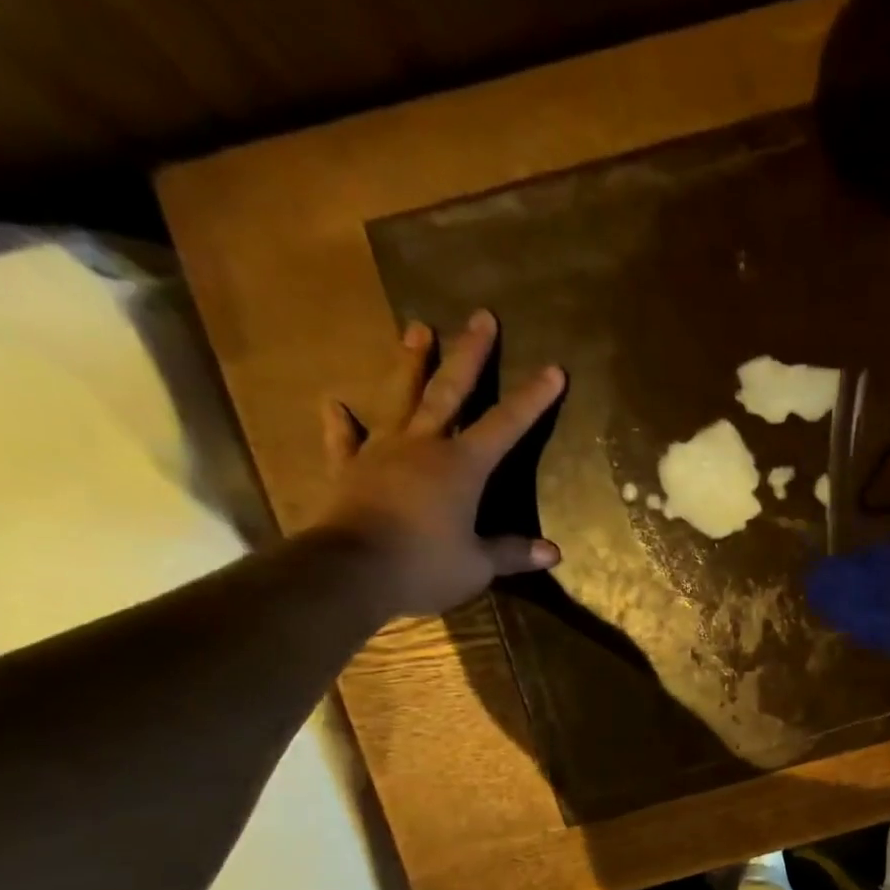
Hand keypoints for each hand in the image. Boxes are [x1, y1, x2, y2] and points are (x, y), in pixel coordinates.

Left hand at [315, 311, 565, 615]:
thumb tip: (553, 553)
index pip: (506, 425)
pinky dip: (340, 423)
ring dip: (409, 364)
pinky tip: (335, 404)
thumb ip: (513, 553)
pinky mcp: (349, 470)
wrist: (350, 572)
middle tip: (481, 317)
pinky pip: (344, 440)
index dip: (532, 399)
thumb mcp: (478, 565)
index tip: (553, 369)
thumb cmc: (425, 565)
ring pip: (399, 399)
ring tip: (416, 328)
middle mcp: (424, 446)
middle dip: (470, 355)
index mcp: (462, 466)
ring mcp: (382, 453)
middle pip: (450, 392)